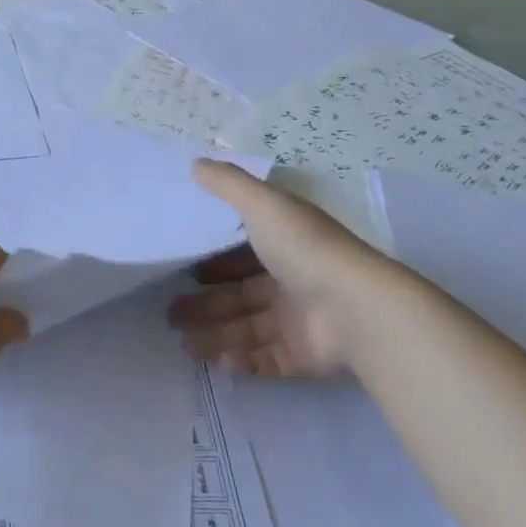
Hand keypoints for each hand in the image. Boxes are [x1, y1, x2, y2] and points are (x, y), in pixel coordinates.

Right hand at [168, 160, 377, 378]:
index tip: (182, 265)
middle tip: (170, 312)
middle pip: (240, 294)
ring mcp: (298, 321)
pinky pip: (267, 360)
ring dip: (215, 336)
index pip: (243, 251)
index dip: (214, 259)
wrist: (355, 309)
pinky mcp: (303, 357)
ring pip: (247, 329)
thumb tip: (196, 163)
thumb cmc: (303, 248)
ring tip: (183, 344)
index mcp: (284, 242)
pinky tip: (217, 363)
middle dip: (205, 303)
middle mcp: (291, 280)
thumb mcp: (262, 203)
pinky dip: (242, 363)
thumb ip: (227, 183)